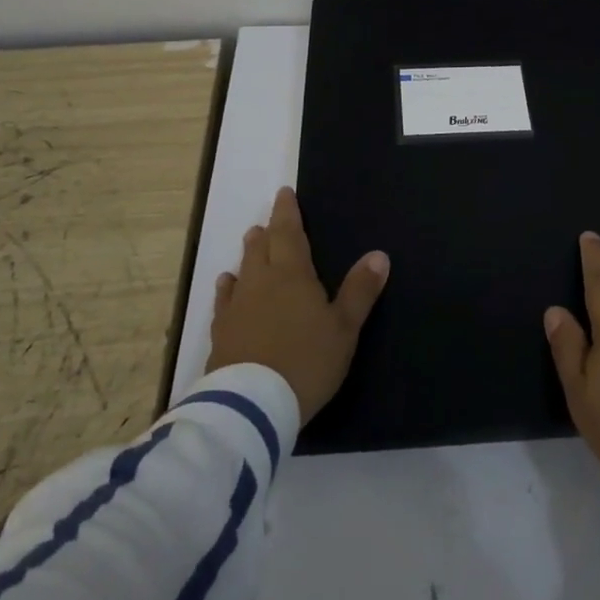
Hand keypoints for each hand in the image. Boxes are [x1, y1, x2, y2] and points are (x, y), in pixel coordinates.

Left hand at [206, 187, 389, 422]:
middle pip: (262, 248)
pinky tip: (226, 286)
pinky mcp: (221, 334)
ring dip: (249, 255)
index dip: (287, 212)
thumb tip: (379, 255)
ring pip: (242, 270)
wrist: (251, 405)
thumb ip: (360, 291)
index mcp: (292, 274)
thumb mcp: (344, 328)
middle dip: (268, 231)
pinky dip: (228, 289)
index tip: (284, 193)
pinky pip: (224, 301)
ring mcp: (236, 308)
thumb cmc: (306, 361)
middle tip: (268, 221)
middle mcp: (261, 282)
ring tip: (251, 243)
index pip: (289, 233)